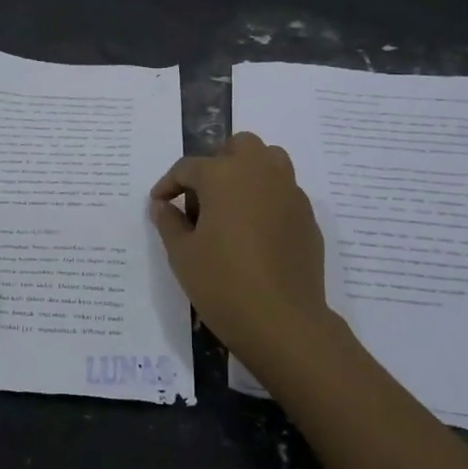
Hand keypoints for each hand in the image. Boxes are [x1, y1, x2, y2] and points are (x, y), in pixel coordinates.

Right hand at [149, 133, 334, 365]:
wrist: (282, 321)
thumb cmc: (223, 283)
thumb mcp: (182, 254)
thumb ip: (169, 222)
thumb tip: (163, 205)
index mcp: (224, 175)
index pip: (188, 167)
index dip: (169, 184)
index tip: (159, 204)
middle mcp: (261, 172)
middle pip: (237, 147)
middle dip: (215, 163)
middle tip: (200, 198)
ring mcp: (290, 192)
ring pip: (269, 161)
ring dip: (247, 172)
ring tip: (230, 207)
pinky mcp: (307, 216)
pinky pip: (284, 192)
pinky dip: (266, 199)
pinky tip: (255, 232)